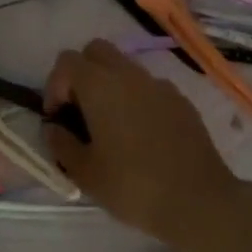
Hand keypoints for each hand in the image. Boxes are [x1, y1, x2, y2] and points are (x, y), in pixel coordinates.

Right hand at [44, 40, 246, 250]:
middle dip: (82, 74)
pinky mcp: (181, 100)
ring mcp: (159, 84)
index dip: (54, 86)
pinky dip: (137, 99)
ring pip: (125, 67)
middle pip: (96, 51)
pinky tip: (142, 135)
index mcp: (100, 85)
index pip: (67, 61)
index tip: (58, 118)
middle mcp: (129, 74)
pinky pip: (149, 87)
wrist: (198, 201)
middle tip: (80, 111)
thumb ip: (61, 144)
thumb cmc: (133, 186)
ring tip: (111, 127)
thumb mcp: (85, 173)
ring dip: (110, 85)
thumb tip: (54, 128)